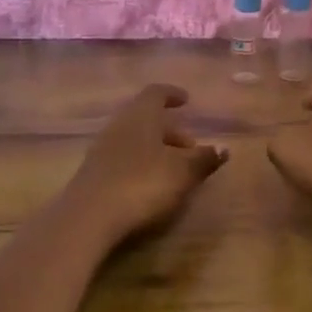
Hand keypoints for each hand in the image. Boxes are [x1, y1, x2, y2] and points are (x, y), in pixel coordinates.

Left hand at [57, 84, 226, 249]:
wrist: (88, 218)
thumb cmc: (142, 184)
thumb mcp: (182, 173)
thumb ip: (203, 159)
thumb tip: (224, 149)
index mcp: (141, 115)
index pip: (156, 93)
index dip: (172, 94)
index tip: (186, 100)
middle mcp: (119, 125)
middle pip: (146, 118)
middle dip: (170, 130)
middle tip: (190, 147)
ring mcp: (102, 149)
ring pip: (134, 139)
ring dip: (155, 148)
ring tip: (175, 169)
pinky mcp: (93, 173)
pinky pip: (122, 158)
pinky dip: (140, 163)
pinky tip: (151, 184)